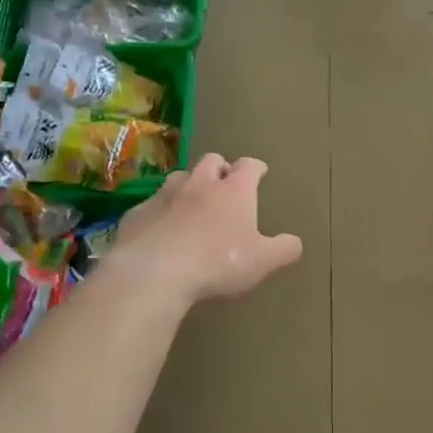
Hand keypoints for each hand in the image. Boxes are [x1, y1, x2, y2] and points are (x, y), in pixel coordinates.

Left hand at [109, 154, 302, 305]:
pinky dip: (160, 212)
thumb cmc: (217, 262)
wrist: (155, 272)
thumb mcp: (262, 261)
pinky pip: (151, 206)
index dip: (256, 168)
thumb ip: (283, 249)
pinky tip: (160, 230)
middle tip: (225, 184)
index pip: (249, 166)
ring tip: (191, 204)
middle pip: (212, 161)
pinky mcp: (138, 213)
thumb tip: (295, 242)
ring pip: (179, 178)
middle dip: (221, 168)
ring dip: (188, 186)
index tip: (259, 172)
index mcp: (234, 191)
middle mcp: (199, 183)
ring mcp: (164, 195)